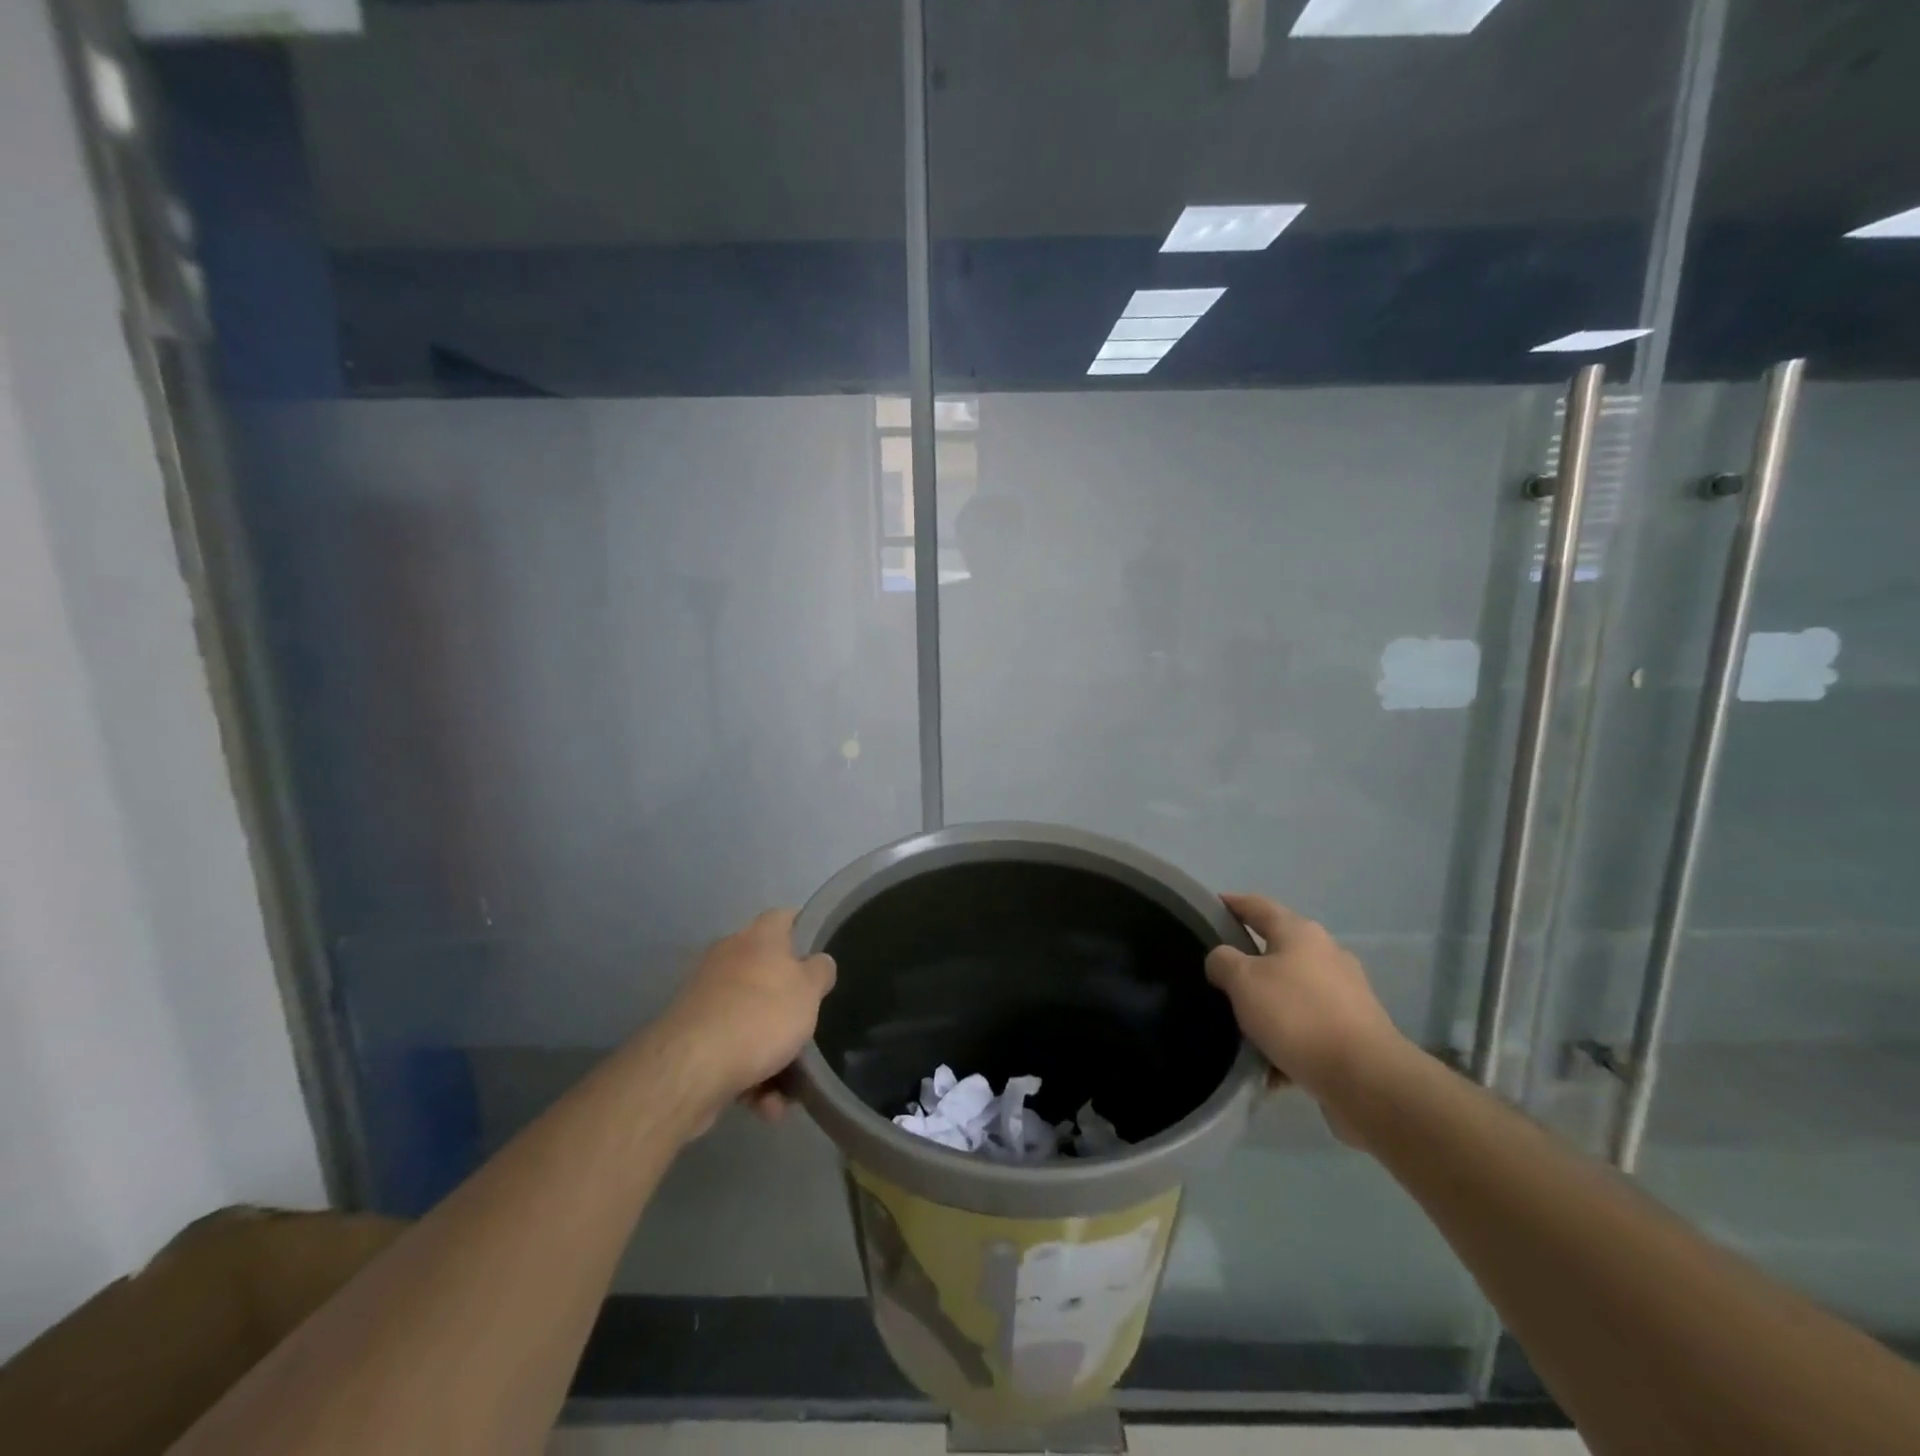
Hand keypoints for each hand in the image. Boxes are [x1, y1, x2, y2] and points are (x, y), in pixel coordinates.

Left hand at [650, 908, 835, 1126]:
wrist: (691, 1069)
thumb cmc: (761, 1016)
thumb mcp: (808, 990)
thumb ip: (820, 972)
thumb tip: (818, 962)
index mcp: (758, 938)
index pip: (785, 918)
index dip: (805, 928)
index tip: (823, 951)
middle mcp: (728, 960)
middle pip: (768, 976)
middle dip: (790, 1008)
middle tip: (810, 1028)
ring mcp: (706, 1000)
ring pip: (751, 1021)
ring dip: (773, 1056)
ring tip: (788, 1091)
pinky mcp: (692, 1039)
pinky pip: (732, 1053)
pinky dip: (751, 1078)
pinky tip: (765, 1106)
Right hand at [1206, 894, 1408, 1115]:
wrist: (1366, 1078)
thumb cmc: (1298, 1015)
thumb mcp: (1243, 981)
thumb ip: (1223, 962)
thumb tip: (1223, 960)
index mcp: (1300, 933)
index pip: (1258, 906)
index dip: (1233, 903)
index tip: (1212, 906)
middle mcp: (1326, 955)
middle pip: (1277, 950)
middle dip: (1249, 963)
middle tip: (1219, 977)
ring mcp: (1346, 993)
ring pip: (1292, 992)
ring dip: (1268, 1007)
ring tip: (1240, 1029)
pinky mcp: (1355, 1030)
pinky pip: (1309, 1027)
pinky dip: (1288, 1040)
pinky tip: (1269, 1066)